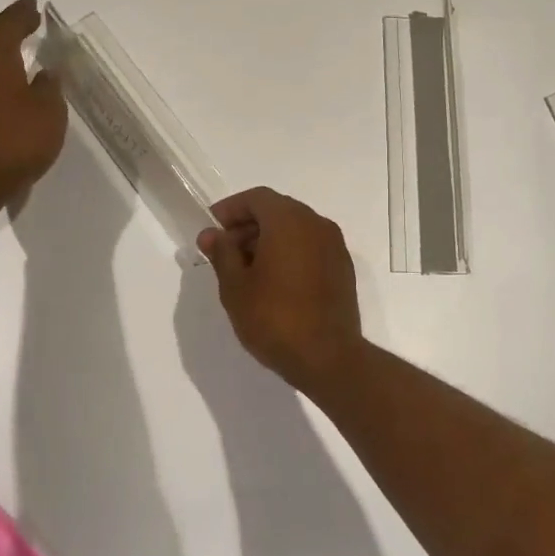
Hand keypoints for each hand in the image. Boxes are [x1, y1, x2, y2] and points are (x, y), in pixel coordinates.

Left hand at [0, 0, 67, 217]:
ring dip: (2, 53)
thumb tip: (47, 73)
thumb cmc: (15, 141)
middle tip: (27, 21)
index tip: (33, 3)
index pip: (7, 27)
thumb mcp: (48, 112)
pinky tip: (12, 88)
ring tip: (22, 52)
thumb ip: (49, 88)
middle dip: (9, 29)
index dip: (21, 14)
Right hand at [196, 187, 365, 391]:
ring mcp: (334, 246)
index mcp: (289, 221)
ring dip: (269, 240)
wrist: (328, 357)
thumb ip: (222, 254)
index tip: (213, 228)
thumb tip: (211, 234)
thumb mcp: (235, 286)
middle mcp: (316, 224)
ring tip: (247, 270)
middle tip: (225, 251)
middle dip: (249, 225)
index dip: (232, 209)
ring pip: (296, 229)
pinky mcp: (343, 268)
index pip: (257, 198)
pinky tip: (274, 281)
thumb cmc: (274, 318)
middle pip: (278, 210)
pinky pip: (311, 247)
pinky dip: (290, 253)